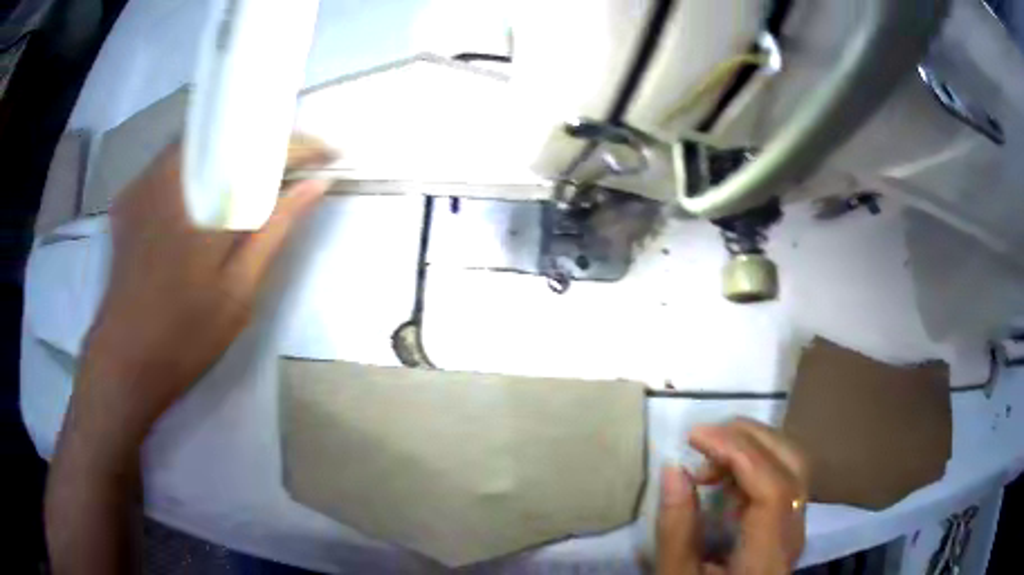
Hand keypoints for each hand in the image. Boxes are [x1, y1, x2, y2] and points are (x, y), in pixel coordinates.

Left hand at [76, 138, 332, 439]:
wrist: (123, 365)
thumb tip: (315, 185)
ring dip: (226, 157)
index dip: (299, 146)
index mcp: (201, 197)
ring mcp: (141, 184)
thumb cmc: (184, 336)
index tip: (329, 153)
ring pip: (195, 148)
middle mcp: (168, 174)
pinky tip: (202, 199)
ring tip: (250, 180)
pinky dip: (195, 172)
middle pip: (223, 135)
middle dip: (259, 144)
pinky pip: (168, 166)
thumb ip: (275, 230)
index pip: (258, 149)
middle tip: (287, 167)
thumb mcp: (239, 291)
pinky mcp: (128, 201)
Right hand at [657, 418, 808, 574]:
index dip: (739, 453)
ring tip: (711, 453)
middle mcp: (793, 535)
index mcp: (768, 557)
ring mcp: (796, 527)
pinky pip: (782, 478)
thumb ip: (677, 528)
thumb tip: (673, 468)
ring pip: (793, 466)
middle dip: (751, 438)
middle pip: (793, 467)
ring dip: (754, 446)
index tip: (695, 437)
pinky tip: (725, 474)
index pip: (774, 490)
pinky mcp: (788, 524)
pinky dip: (755, 464)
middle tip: (704, 436)